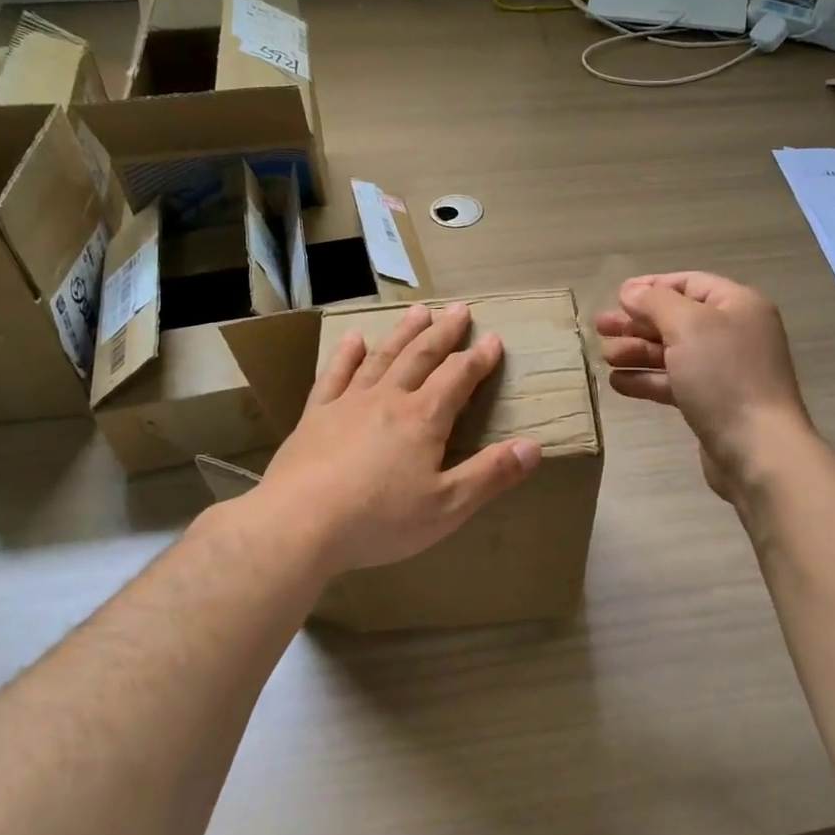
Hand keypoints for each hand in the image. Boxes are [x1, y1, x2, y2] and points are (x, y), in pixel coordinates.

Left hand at [255, 302, 542, 577]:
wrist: (300, 524)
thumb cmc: (380, 520)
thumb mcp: (448, 507)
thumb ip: (491, 474)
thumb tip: (534, 447)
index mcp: (423, 419)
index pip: (458, 377)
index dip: (479, 358)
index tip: (494, 339)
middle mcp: (389, 399)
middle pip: (421, 356)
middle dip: (444, 333)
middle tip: (460, 309)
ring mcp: (348, 403)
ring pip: (382, 358)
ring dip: (403, 333)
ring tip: (419, 312)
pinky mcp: (316, 416)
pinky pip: (334, 375)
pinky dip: (346, 355)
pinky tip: (353, 338)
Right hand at [596, 272, 812, 500]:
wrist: (757, 449)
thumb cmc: (724, 376)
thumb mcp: (687, 326)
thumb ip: (655, 302)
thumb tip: (631, 291)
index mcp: (737, 305)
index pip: (689, 283)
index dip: (651, 286)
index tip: (616, 296)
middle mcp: (733, 333)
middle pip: (677, 318)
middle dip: (637, 322)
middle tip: (600, 327)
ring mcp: (723, 370)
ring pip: (672, 352)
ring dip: (637, 351)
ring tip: (604, 356)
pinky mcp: (712, 403)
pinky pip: (674, 382)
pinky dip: (647, 379)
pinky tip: (618, 383)